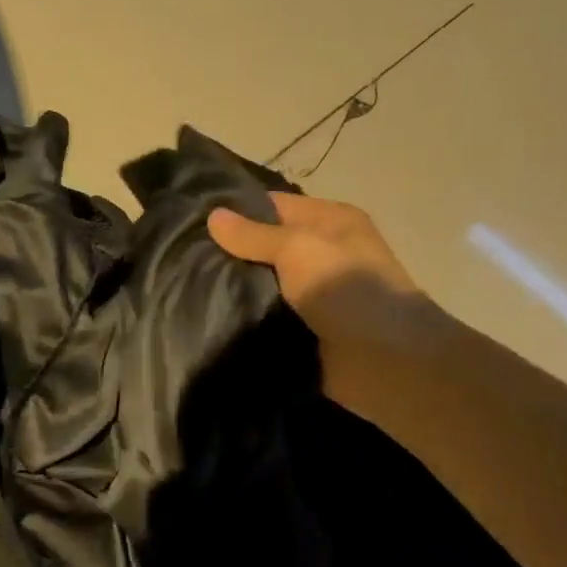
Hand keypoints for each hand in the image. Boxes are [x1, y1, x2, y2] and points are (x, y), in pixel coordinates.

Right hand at [208, 192, 427, 415]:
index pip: (274, 206)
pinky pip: (267, 319)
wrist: (385, 361)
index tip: (192, 219)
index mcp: (330, 222)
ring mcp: (314, 297)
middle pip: (266, 247)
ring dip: (234, 289)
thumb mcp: (298, 248)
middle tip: (181, 256)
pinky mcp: (304, 331)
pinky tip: (207, 318)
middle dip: (229, 253)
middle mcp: (323, 255)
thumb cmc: (346, 289)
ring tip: (186, 285)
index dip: (236, 210)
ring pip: (263, 286)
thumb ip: (254, 235)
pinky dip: (245, 320)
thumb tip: (213, 216)